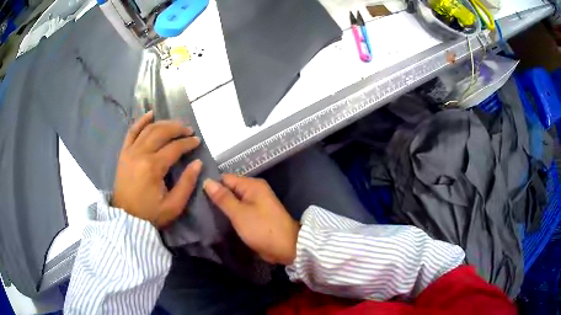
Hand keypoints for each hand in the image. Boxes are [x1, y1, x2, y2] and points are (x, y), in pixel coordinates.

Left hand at [112, 111, 202, 227]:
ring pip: (148, 129)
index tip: (197, 141)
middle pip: (161, 132)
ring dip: (163, 123)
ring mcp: (130, 151)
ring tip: (175, 124)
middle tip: (189, 130)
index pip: (174, 147)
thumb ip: (187, 183)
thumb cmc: (150, 214)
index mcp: (153, 167)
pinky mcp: (123, 153)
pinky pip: (131, 132)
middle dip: (177, 128)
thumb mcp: (173, 205)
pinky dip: (141, 121)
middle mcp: (140, 154)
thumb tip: (197, 163)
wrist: (126, 219)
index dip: (188, 143)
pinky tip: (150, 114)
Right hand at [203, 174, 299, 264]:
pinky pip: (238, 211)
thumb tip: (207, 181)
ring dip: (221, 207)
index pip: (225, 178)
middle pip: (229, 189)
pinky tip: (215, 218)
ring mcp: (255, 204)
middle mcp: (254, 191)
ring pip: (233, 201)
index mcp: (252, 185)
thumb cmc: (262, 229)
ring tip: (201, 211)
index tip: (195, 192)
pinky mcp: (255, 216)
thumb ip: (223, 198)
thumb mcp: (239, 213)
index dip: (211, 184)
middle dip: (215, 196)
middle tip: (195, 204)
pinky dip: (229, 214)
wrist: (286, 248)